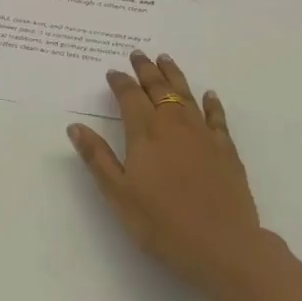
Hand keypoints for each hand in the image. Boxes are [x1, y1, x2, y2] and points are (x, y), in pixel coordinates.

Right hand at [68, 52, 269, 300]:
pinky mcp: (226, 150)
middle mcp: (174, 125)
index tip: (113, 72)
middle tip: (138, 54)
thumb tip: (75, 126)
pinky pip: (217, 118)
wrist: (223, 246)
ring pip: (186, 95)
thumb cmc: (162, 224)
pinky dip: (211, 103)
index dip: (120, 82)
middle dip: (146, 70)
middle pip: (159, 88)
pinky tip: (209, 95)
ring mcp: (203, 135)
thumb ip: (98, 157)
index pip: (130, 97)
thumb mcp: (119, 194)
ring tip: (165, 59)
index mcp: (145, 133)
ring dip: (174, 75)